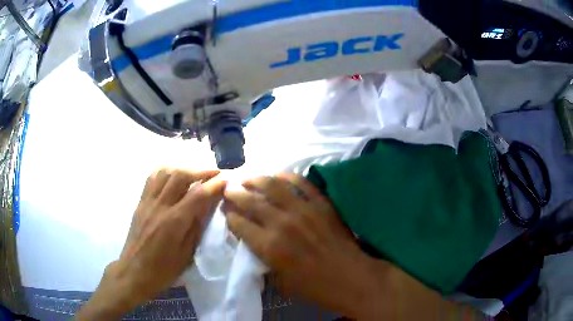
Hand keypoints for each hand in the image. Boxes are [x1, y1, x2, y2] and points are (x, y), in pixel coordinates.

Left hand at [76, 168, 225, 319]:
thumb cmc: (163, 270)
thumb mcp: (186, 255)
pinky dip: (166, 171)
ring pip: (165, 172)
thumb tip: (208, 206)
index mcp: (174, 222)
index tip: (227, 179)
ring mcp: (147, 201)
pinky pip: (152, 178)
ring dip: (184, 168)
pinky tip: (174, 174)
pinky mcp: (140, 202)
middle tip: (215, 173)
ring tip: (196, 172)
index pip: (198, 195)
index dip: (215, 184)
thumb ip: (197, 227)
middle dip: (201, 170)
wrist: (134, 272)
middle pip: (181, 175)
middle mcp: (160, 206)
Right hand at [224, 174, 489, 319]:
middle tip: (228, 187)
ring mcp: (304, 210)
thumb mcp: (281, 280)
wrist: (351, 278)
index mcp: (270, 247)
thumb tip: (254, 240)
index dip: (229, 216)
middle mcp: (282, 224)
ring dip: (256, 179)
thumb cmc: (315, 287)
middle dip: (235, 193)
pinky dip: (287, 177)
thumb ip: (265, 258)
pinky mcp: (321, 204)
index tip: (226, 211)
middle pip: (251, 201)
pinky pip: (301, 183)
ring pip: (273, 186)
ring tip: (247, 176)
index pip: (240, 224)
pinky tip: (277, 175)